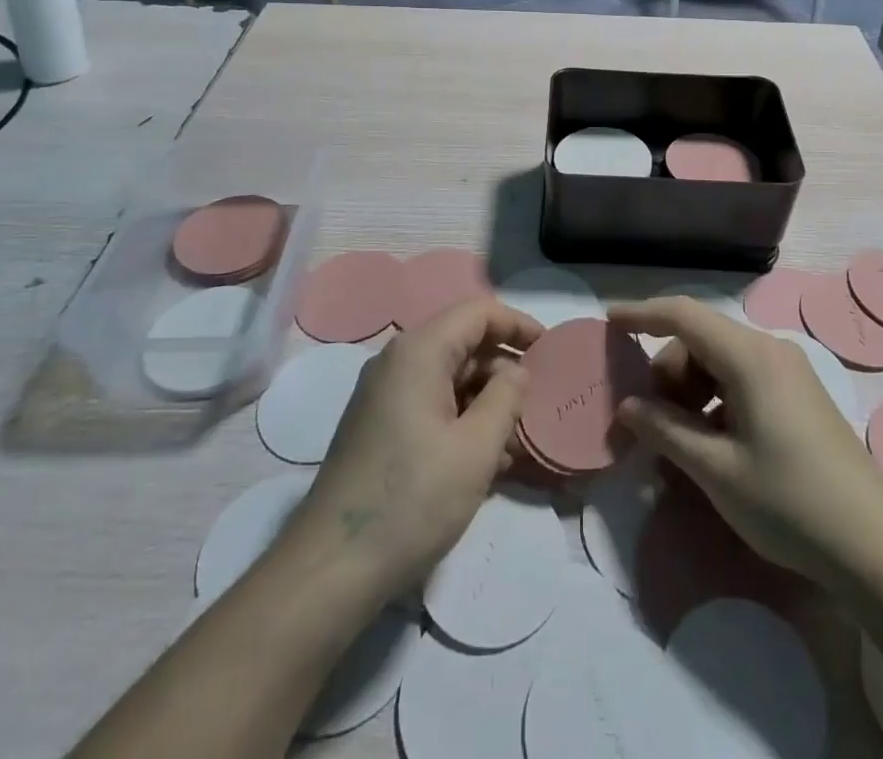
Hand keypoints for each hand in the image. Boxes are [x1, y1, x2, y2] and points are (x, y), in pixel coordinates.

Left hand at [286, 298, 542, 602]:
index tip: (551, 351)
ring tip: (517, 441)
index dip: (518, 325)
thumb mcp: (476, 449)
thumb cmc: (412, 500)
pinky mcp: (379, 426)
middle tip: (537, 405)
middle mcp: (397, 361)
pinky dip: (462, 419)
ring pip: (449, 377)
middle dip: (504, 369)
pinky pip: (431, 403)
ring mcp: (384, 395)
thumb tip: (519, 370)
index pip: (478, 312)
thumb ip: (506, 398)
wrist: (331, 569)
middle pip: (463, 343)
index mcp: (419, 351)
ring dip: (486, 400)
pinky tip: (486, 460)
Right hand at [608, 297, 882, 587]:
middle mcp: (770, 351)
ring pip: (720, 361)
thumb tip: (627, 406)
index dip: (642, 313)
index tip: (608, 321)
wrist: (876, 547)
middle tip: (648, 422)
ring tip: (679, 442)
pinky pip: (742, 380)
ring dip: (690, 391)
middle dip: (666, 372)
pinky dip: (716, 401)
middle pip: (701, 340)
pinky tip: (711, 445)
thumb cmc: (789, 502)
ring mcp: (789, 372)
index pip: (683, 314)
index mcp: (749, 357)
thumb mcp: (716, 470)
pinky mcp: (799, 395)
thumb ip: (665, 429)